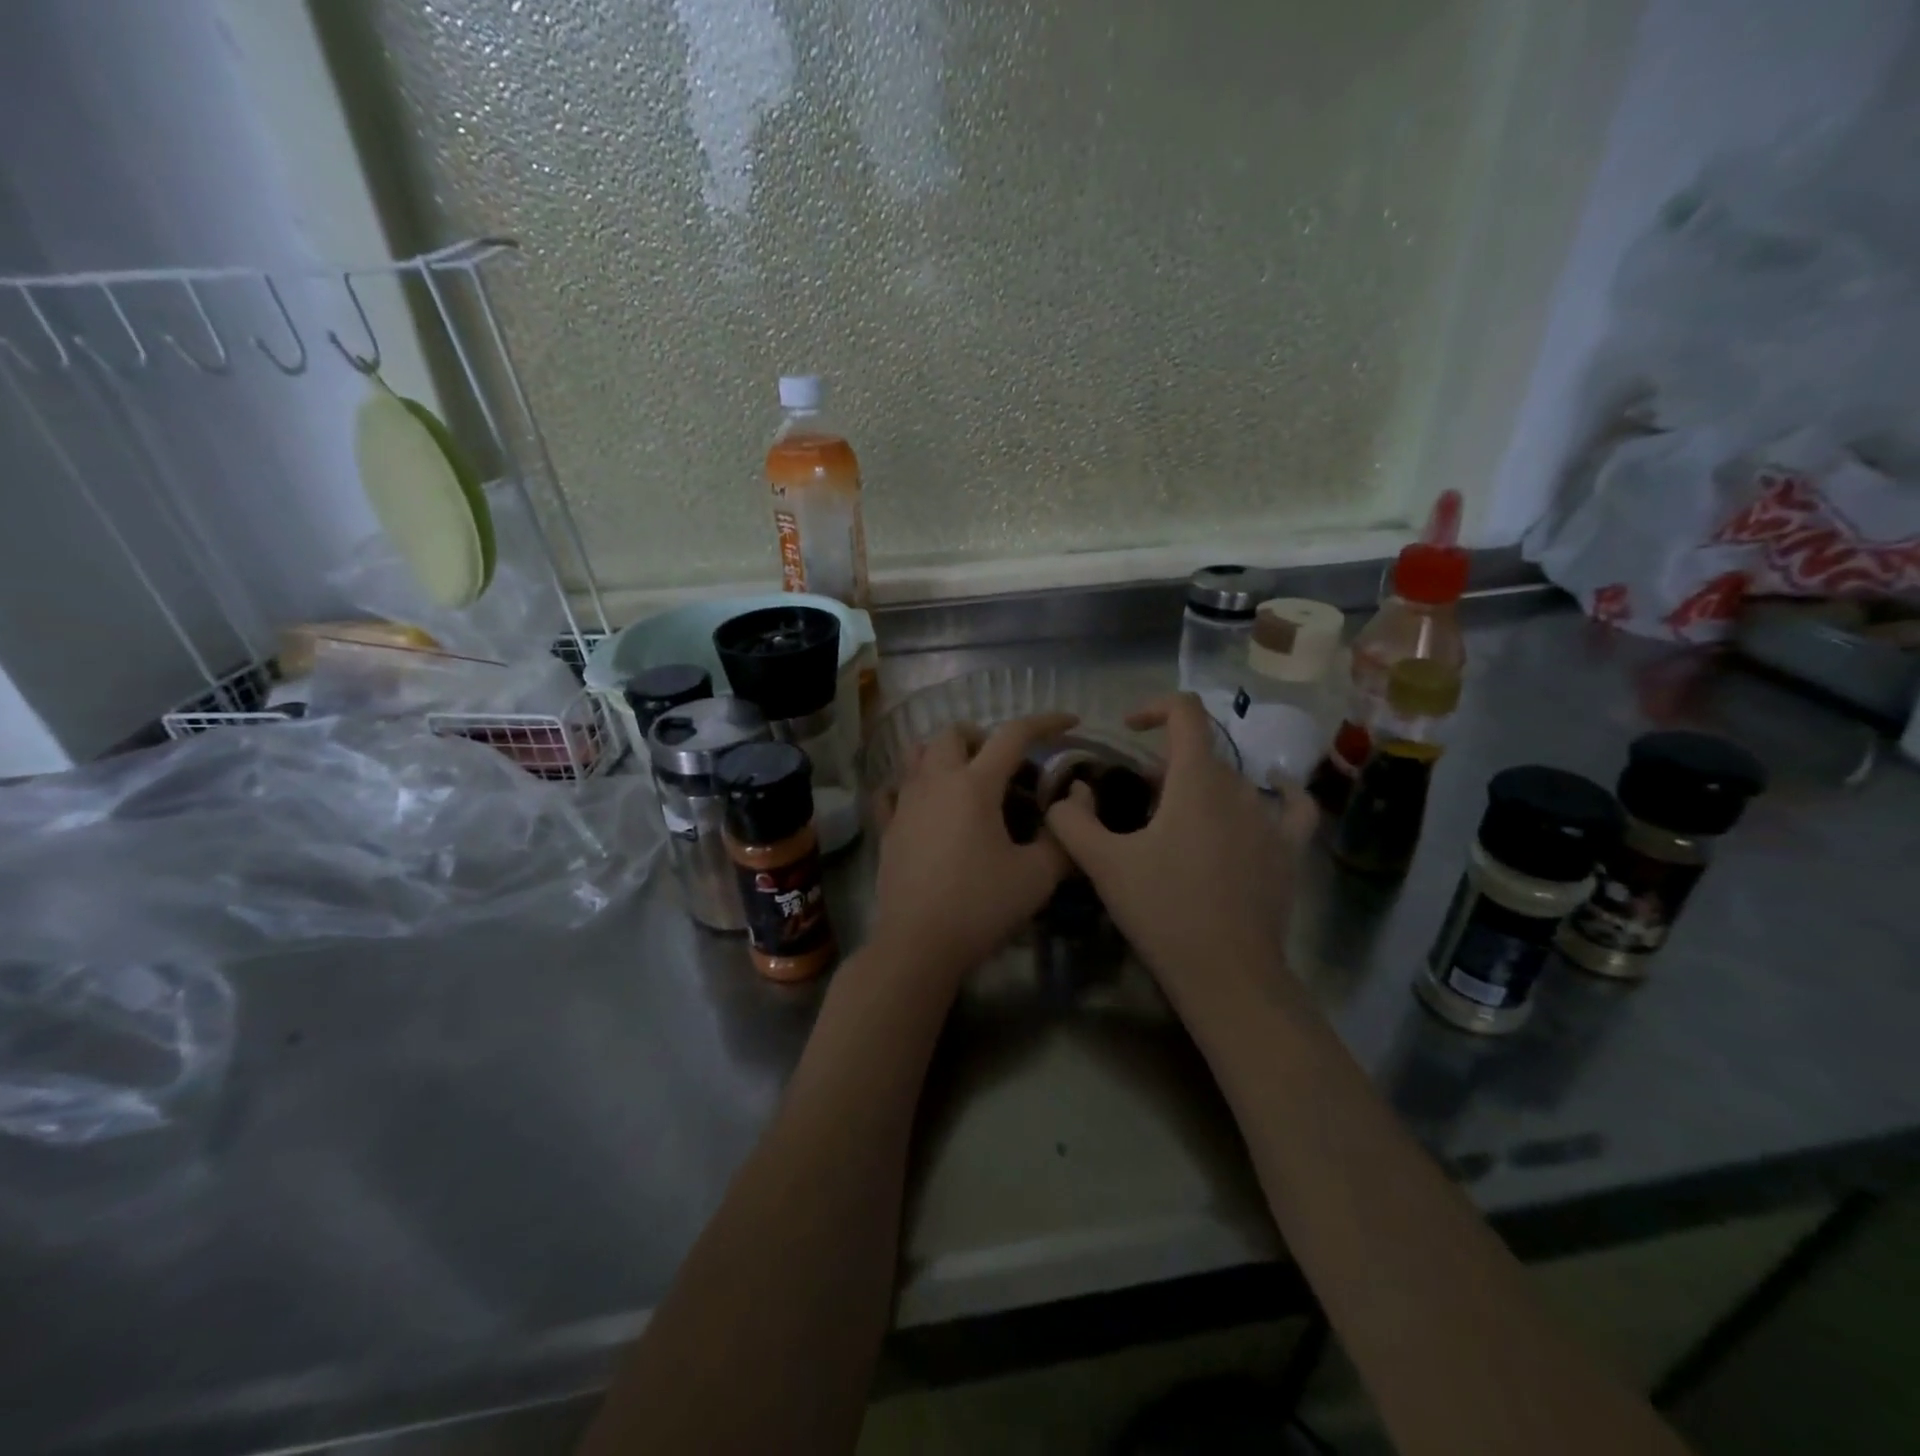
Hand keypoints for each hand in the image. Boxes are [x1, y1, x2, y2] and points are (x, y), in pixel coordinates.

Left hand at [869, 713, 1078, 986]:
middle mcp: (935, 782)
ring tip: (966, 778)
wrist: (918, 944)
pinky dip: (910, 786)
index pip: (1013, 735)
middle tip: (1004, 764)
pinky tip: (924, 805)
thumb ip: (1062, 838)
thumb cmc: (980, 906)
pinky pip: (893, 790)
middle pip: (954, 733)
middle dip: (983, 736)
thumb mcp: (1037, 877)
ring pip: (919, 754)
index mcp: (975, 785)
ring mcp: (905, 803)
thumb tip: (1075, 806)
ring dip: (944, 753)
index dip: (1046, 722)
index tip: (1070, 722)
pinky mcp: (887, 828)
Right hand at [1044, 693, 1317, 1007]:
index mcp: (1196, 781)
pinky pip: (1293, 806)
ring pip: (1232, 781)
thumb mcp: (1102, 864)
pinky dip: (1280, 792)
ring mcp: (1271, 819)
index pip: (1185, 713)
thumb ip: (1072, 821)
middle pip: (1199, 755)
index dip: (1155, 707)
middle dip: (1162, 768)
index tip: (1128, 728)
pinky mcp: (1290, 850)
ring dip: (1199, 788)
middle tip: (1134, 804)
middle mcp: (1239, 787)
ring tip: (1174, 823)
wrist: (1226, 973)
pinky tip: (1275, 790)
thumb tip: (1065, 797)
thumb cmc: (1162, 911)